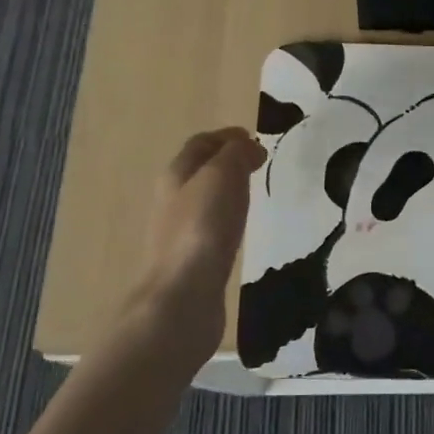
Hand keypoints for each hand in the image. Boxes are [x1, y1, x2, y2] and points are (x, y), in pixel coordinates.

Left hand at [137, 128, 263, 351]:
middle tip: (259, 163)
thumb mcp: (222, 176)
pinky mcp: (193, 260)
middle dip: (227, 161)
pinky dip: (229, 218)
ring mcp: (181, 232)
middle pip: (199, 171)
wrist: (183, 296)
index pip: (200, 144)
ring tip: (255, 192)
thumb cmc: (202, 228)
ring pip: (206, 199)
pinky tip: (243, 228)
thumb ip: (236, 155)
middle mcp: (173, 200)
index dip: (226, 136)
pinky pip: (212, 227)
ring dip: (228, 190)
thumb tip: (248, 147)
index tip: (254, 137)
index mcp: (176, 174)